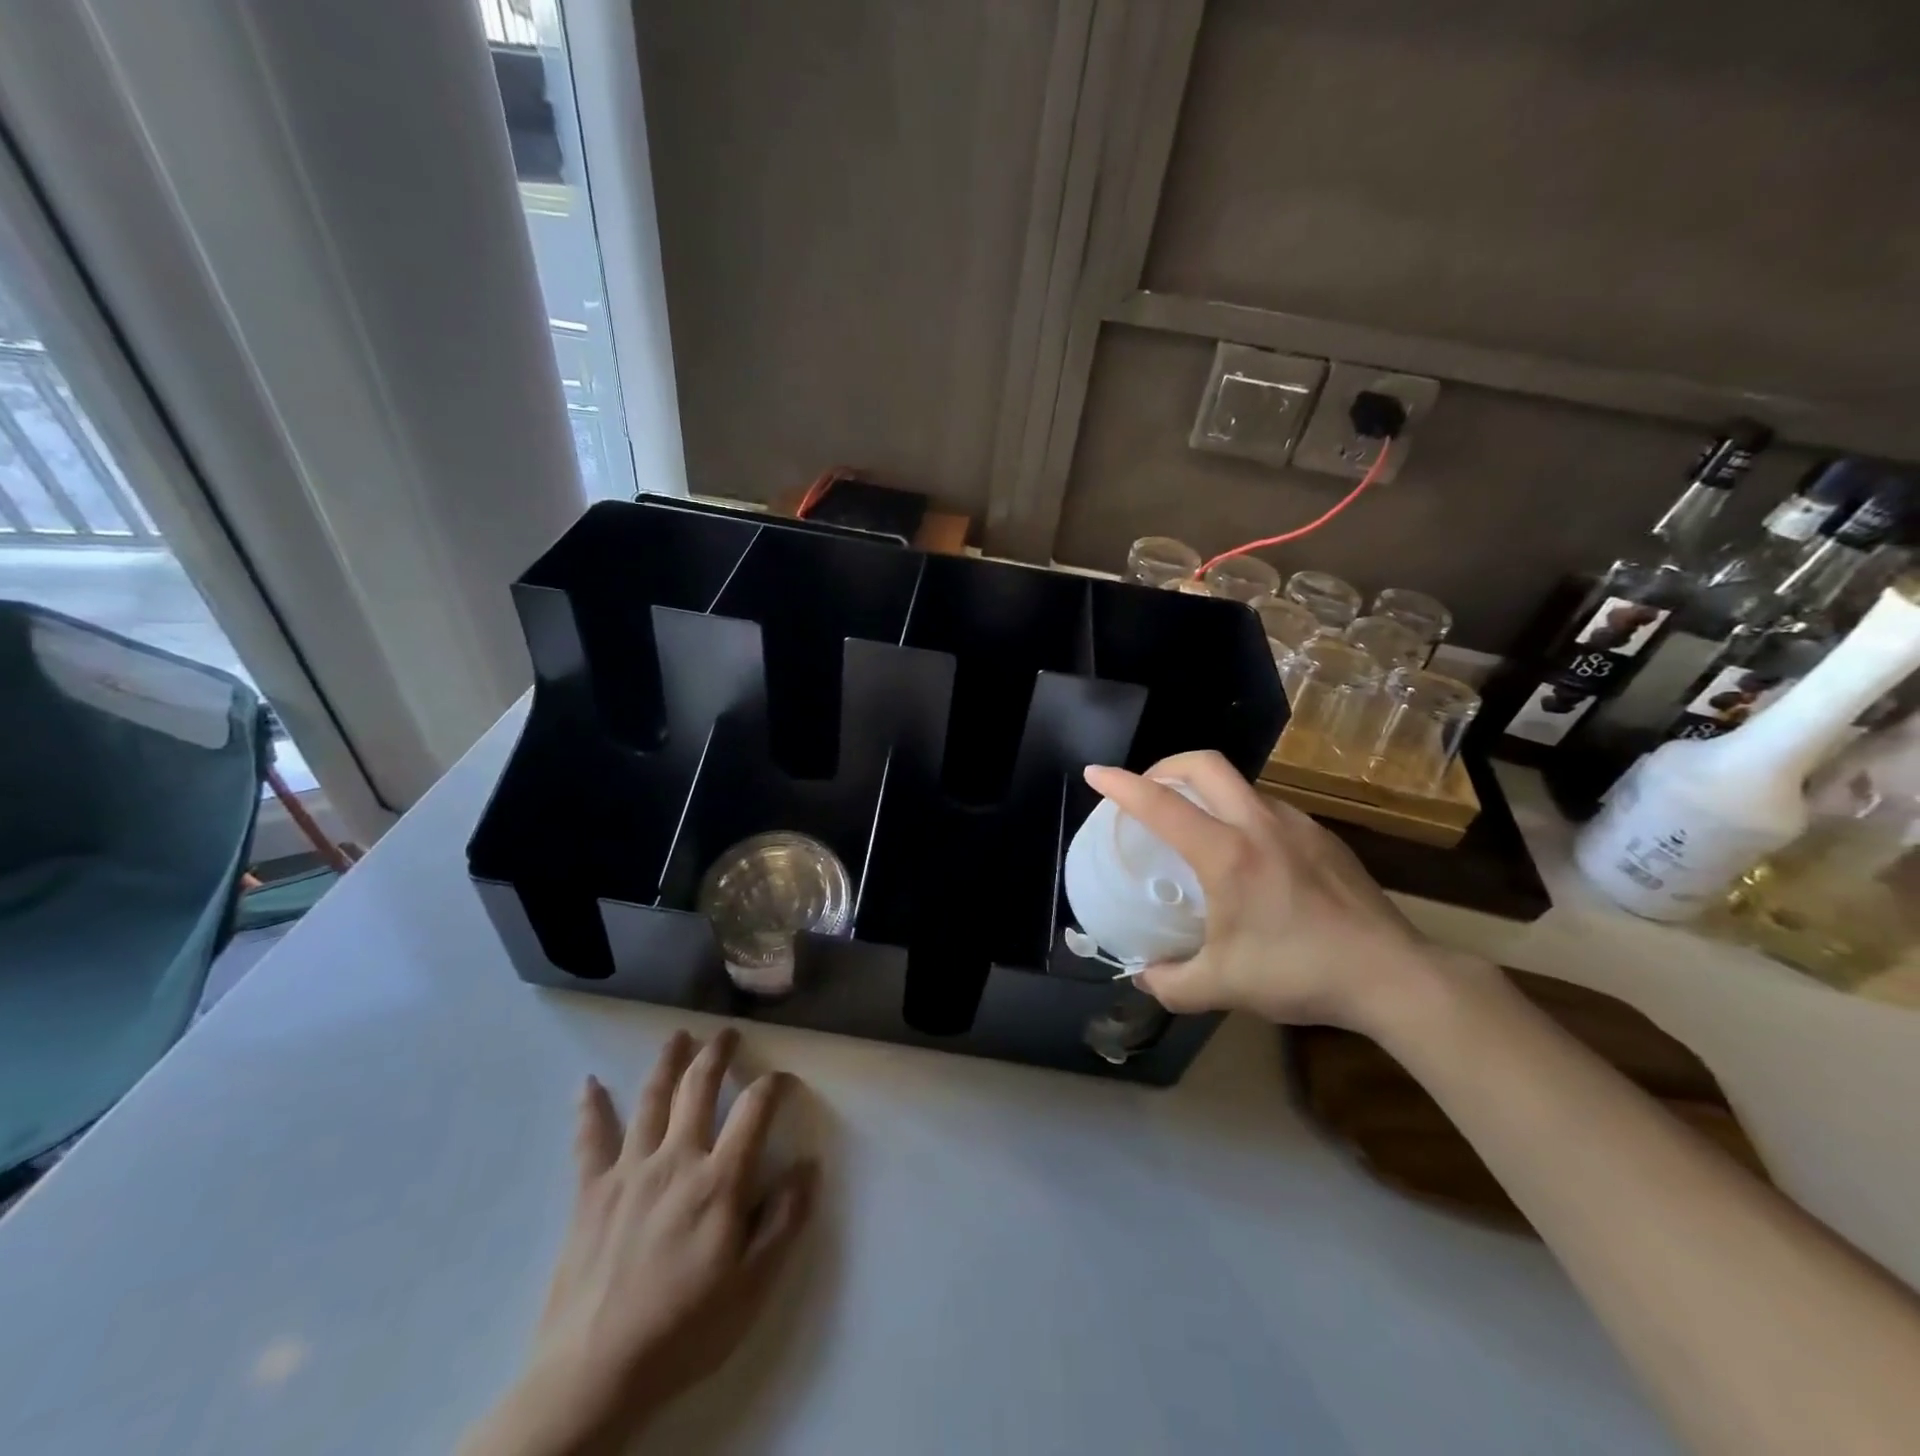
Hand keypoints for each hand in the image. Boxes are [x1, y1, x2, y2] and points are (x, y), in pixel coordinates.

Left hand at [462, 1029, 816, 1455]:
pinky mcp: (590, 1192)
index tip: (782, 1078)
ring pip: (652, 1099)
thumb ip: (784, 1220)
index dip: (772, 1085)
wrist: (593, 1376)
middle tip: (727, 1033)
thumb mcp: (753, 1286)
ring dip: (668, 1061)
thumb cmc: (684, 1330)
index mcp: (719, 1180)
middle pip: (699, 1088)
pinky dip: (591, 1108)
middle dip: (717, 1054)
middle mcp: (676, 1159)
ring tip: (678, 1035)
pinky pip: (590, 1140)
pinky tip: (588, 1082)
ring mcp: (629, 1171)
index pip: (754, 1110)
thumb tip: (808, 1165)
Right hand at [1083, 752, 1450, 1032]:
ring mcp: (1296, 824)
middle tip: (1148, 790)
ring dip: (1206, 789)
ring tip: (1195, 823)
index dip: (1121, 785)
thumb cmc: (1299, 973)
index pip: (1161, 804)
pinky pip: (1267, 806)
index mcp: (1227, 854)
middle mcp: (1259, 824)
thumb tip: (1143, 975)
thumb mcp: (1223, 986)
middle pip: (1204, 764)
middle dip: (1166, 765)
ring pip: (1239, 783)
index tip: (1095, 774)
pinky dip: (1239, 812)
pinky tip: (1246, 851)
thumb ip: (1171, 982)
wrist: (1393, 975)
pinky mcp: (1323, 836)